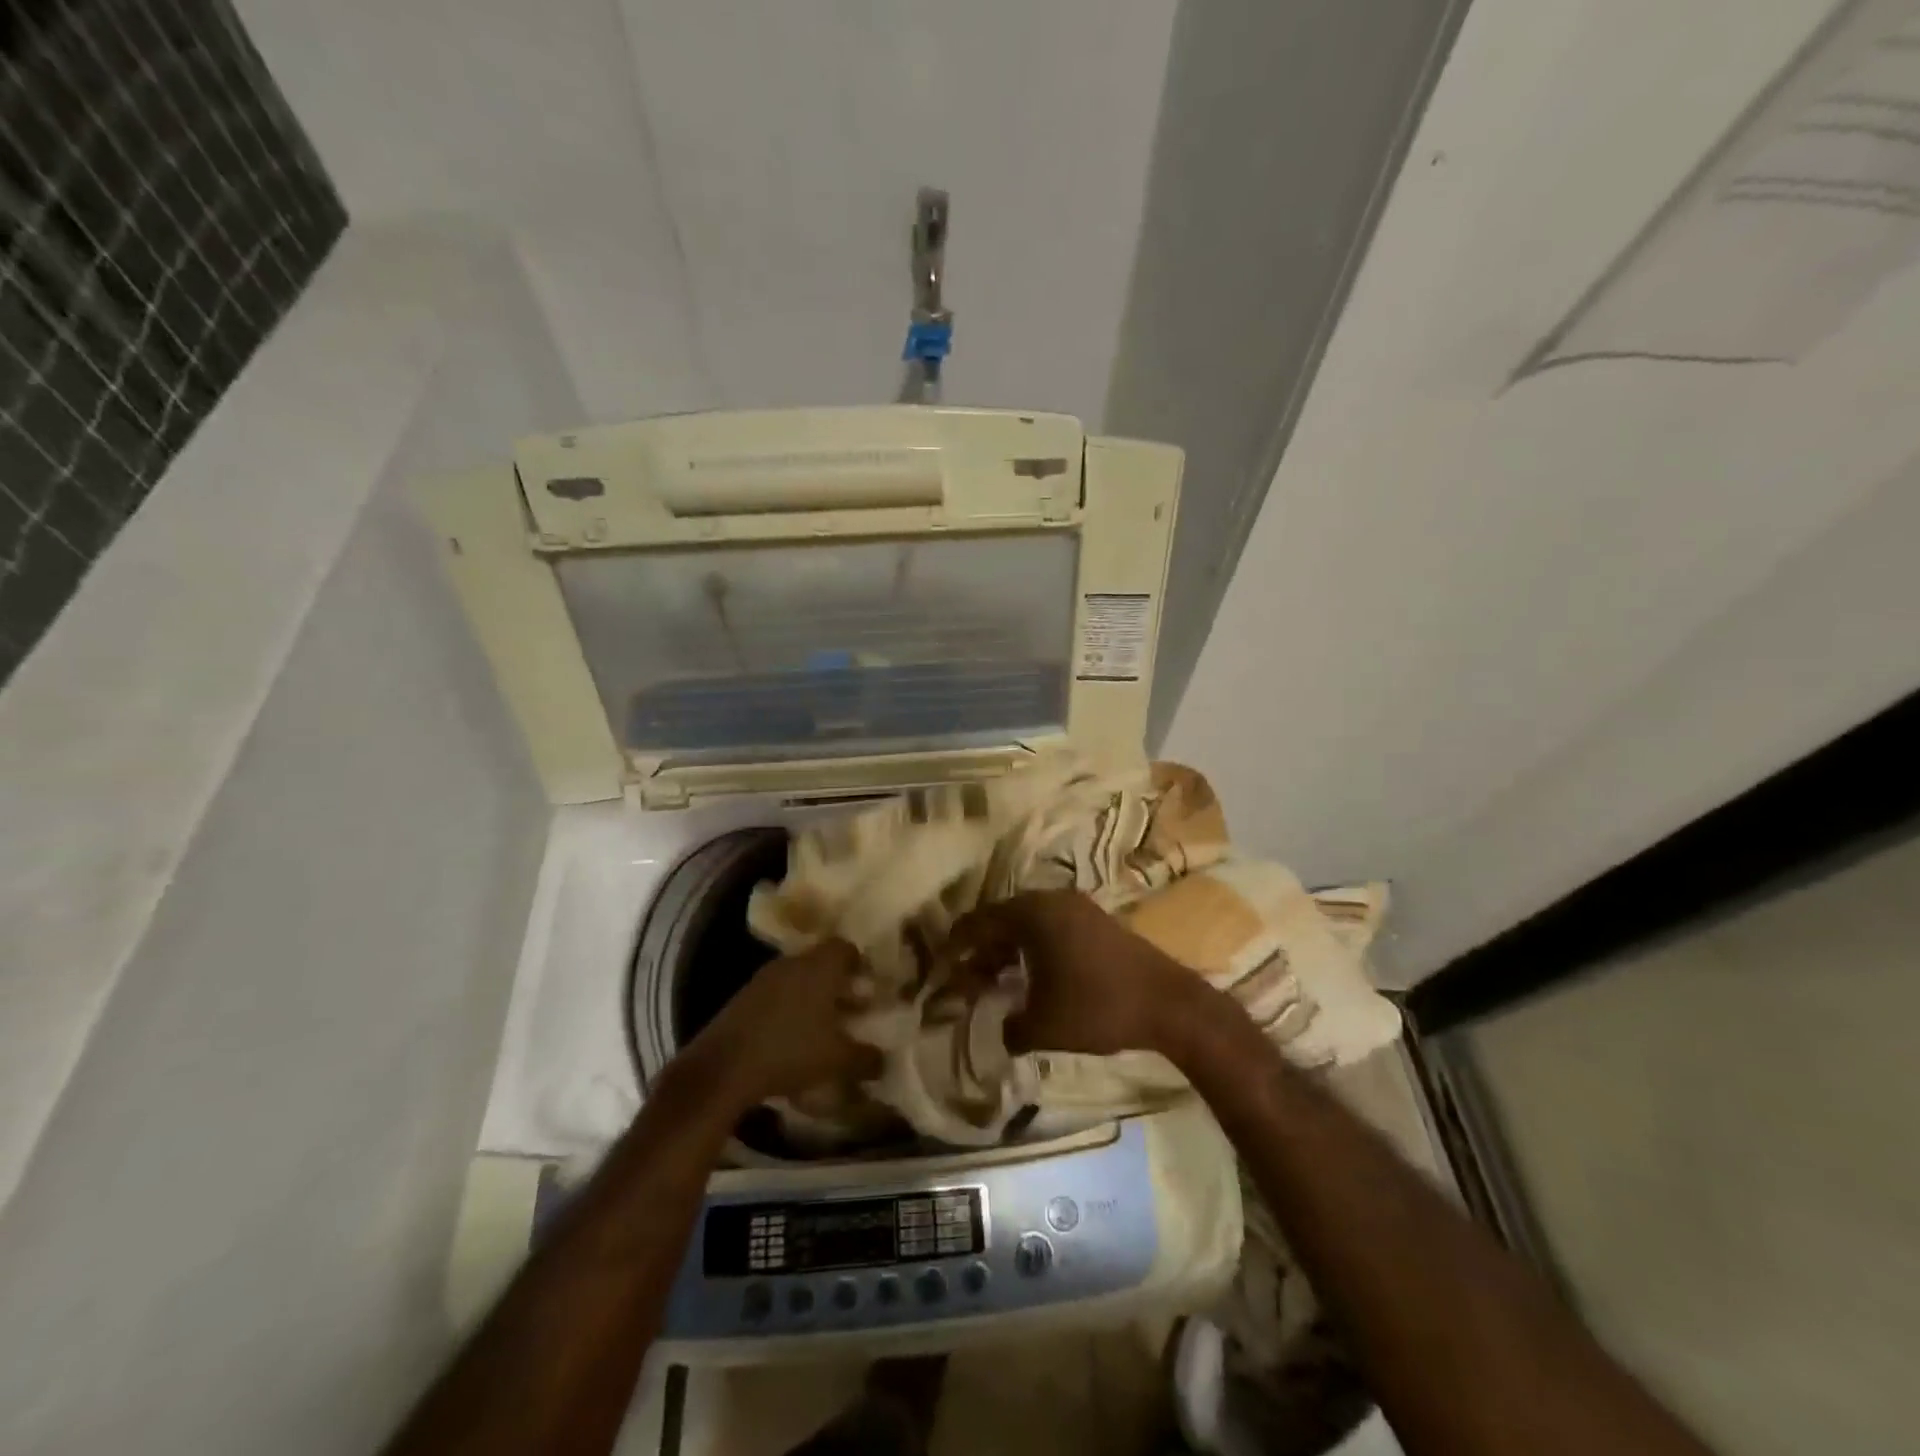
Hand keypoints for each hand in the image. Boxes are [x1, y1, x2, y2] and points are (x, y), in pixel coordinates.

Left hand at [677, 939, 882, 1107]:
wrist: (723, 1068)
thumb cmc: (790, 1051)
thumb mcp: (838, 1060)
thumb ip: (866, 1057)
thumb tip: (884, 1059)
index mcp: (819, 966)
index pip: (845, 947)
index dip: (860, 964)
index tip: (869, 986)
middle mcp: (792, 962)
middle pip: (821, 962)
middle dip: (838, 983)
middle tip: (851, 1008)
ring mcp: (763, 978)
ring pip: (797, 978)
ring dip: (812, 996)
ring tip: (823, 1026)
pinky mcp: (743, 998)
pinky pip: (776, 994)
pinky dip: (789, 1007)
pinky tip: (792, 1037)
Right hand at [947, 890, 1200, 1057]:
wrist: (1168, 1003)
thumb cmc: (1096, 1008)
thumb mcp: (1042, 1027)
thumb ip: (1010, 1027)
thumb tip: (1002, 1028)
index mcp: (1031, 914)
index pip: (978, 922)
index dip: (956, 946)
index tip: (941, 967)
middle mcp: (1051, 900)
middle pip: (1002, 920)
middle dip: (982, 951)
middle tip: (968, 981)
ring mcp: (1077, 907)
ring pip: (1028, 924)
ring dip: (1009, 951)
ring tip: (996, 983)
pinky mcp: (1097, 921)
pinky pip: (1051, 928)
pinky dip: (1034, 949)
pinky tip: (1033, 978)